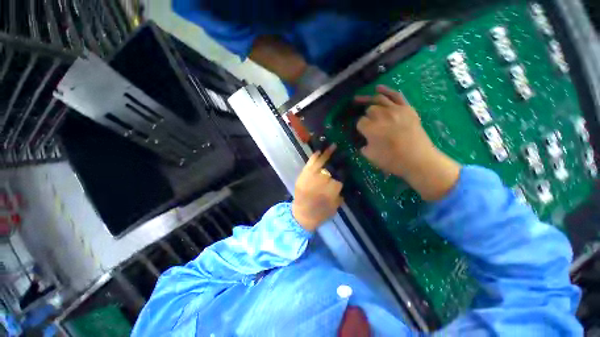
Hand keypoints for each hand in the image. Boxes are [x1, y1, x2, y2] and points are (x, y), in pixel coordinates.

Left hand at [292, 146, 342, 230]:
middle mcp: (323, 180)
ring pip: (320, 162)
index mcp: (333, 189)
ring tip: (331, 146)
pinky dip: (314, 157)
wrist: (302, 215)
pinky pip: (309, 163)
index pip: (341, 175)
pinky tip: (319, 151)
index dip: (343, 169)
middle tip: (340, 149)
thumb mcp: (335, 207)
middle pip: (331, 166)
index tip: (345, 165)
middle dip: (336, 157)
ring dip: (326, 153)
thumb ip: (340, 195)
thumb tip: (342, 184)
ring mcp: (312, 176)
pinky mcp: (303, 175)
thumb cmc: (320, 213)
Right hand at [355, 85, 460, 200]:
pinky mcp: (407, 108)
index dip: (360, 127)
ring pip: (378, 100)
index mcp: (370, 128)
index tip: (363, 133)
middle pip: (369, 110)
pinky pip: (396, 95)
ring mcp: (395, 110)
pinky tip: (378, 88)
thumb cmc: (392, 160)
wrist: (418, 160)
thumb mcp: (370, 156)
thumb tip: (364, 140)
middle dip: (366, 116)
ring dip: (368, 100)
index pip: (360, 122)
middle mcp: (381, 115)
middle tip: (369, 124)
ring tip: (359, 99)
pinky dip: (386, 90)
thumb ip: (363, 146)